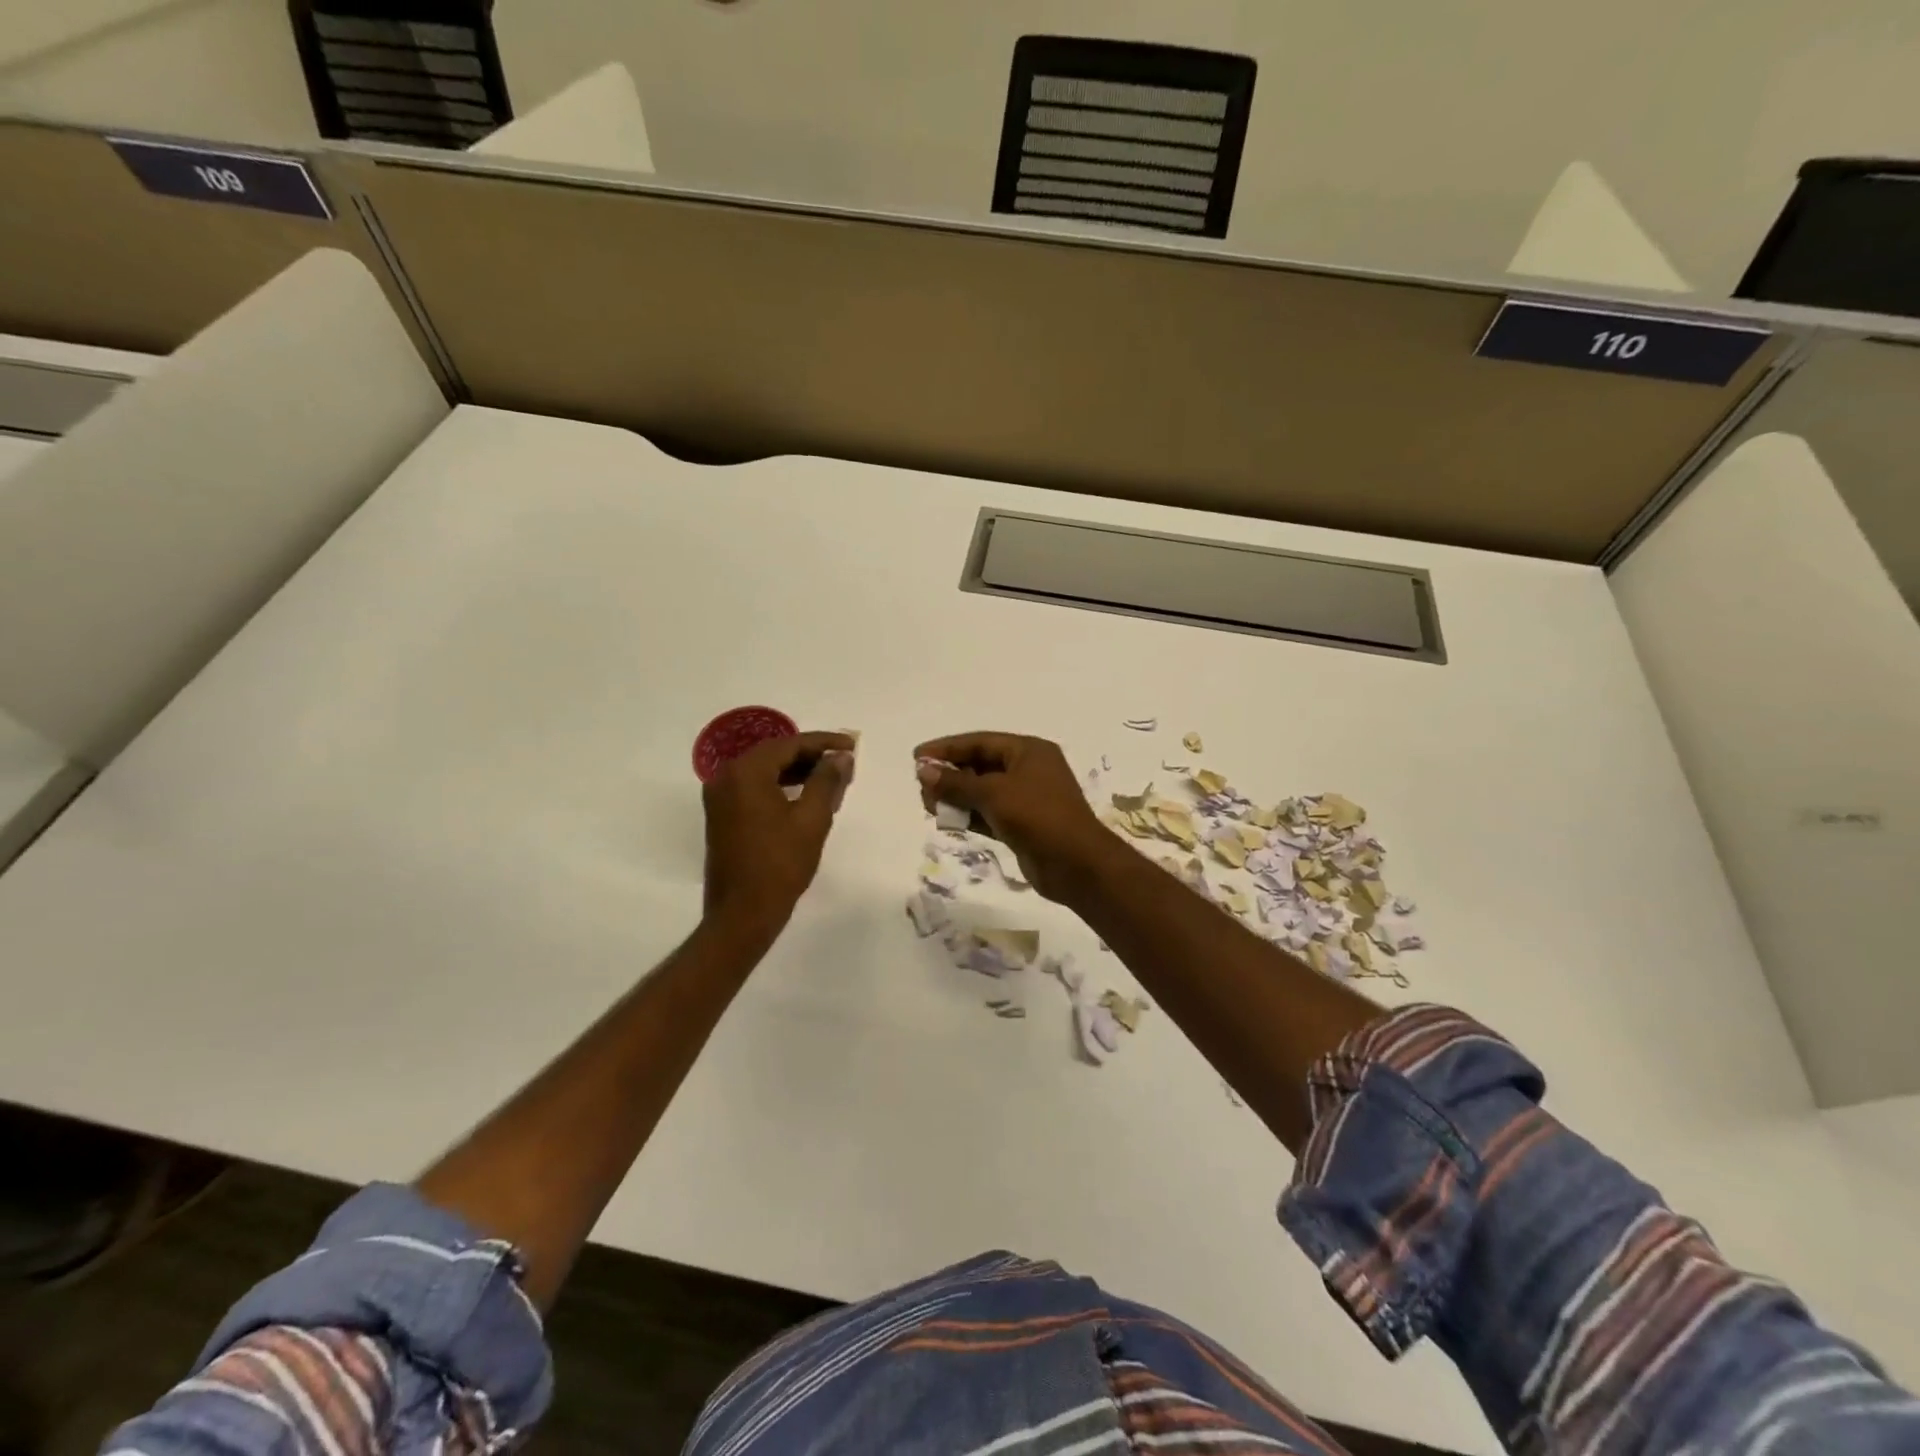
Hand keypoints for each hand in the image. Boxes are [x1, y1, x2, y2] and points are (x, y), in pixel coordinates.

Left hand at [703, 731, 855, 934]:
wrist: (742, 914)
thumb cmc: (780, 865)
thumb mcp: (812, 819)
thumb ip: (827, 780)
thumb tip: (841, 757)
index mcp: (746, 773)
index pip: (789, 744)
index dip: (824, 742)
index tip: (852, 746)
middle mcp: (726, 777)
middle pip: (775, 754)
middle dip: (811, 756)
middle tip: (845, 763)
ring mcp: (720, 797)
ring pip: (765, 772)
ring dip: (798, 771)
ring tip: (832, 779)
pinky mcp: (722, 816)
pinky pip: (755, 788)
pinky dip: (781, 786)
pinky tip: (806, 796)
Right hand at [913, 732, 1113, 902]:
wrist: (1076, 864)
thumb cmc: (1038, 817)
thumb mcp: (994, 794)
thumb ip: (956, 782)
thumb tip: (923, 770)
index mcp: (1028, 751)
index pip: (980, 742)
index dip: (947, 748)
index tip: (917, 757)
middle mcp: (1028, 769)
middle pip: (980, 765)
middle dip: (949, 774)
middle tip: (921, 786)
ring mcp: (1026, 798)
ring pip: (982, 791)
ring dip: (956, 796)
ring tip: (928, 805)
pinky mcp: (1021, 824)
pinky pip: (988, 813)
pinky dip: (968, 815)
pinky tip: (947, 821)